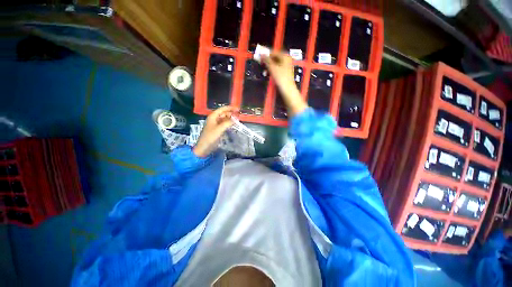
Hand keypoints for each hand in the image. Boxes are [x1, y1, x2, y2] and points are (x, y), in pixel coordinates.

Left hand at [193, 106, 237, 157]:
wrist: (204, 147)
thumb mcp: (219, 129)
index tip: (238, 109)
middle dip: (231, 113)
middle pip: (223, 113)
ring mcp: (215, 124)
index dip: (230, 108)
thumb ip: (228, 123)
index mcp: (213, 116)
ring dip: (230, 119)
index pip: (222, 109)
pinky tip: (233, 125)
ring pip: (224, 119)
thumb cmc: (210, 137)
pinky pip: (224, 124)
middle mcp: (214, 119)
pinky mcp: (217, 130)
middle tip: (239, 115)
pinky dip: (228, 124)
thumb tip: (236, 119)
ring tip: (237, 120)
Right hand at [262, 52, 307, 116]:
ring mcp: (287, 66)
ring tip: (264, 69)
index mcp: (285, 56)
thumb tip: (261, 54)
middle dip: (268, 60)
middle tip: (261, 63)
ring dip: (269, 66)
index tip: (259, 56)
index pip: (274, 52)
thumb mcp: (272, 67)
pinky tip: (268, 73)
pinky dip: (273, 70)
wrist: (287, 89)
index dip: (266, 54)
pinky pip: (278, 68)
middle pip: (275, 58)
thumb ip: (266, 60)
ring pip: (276, 63)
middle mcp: (287, 59)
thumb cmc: (281, 77)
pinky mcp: (286, 73)